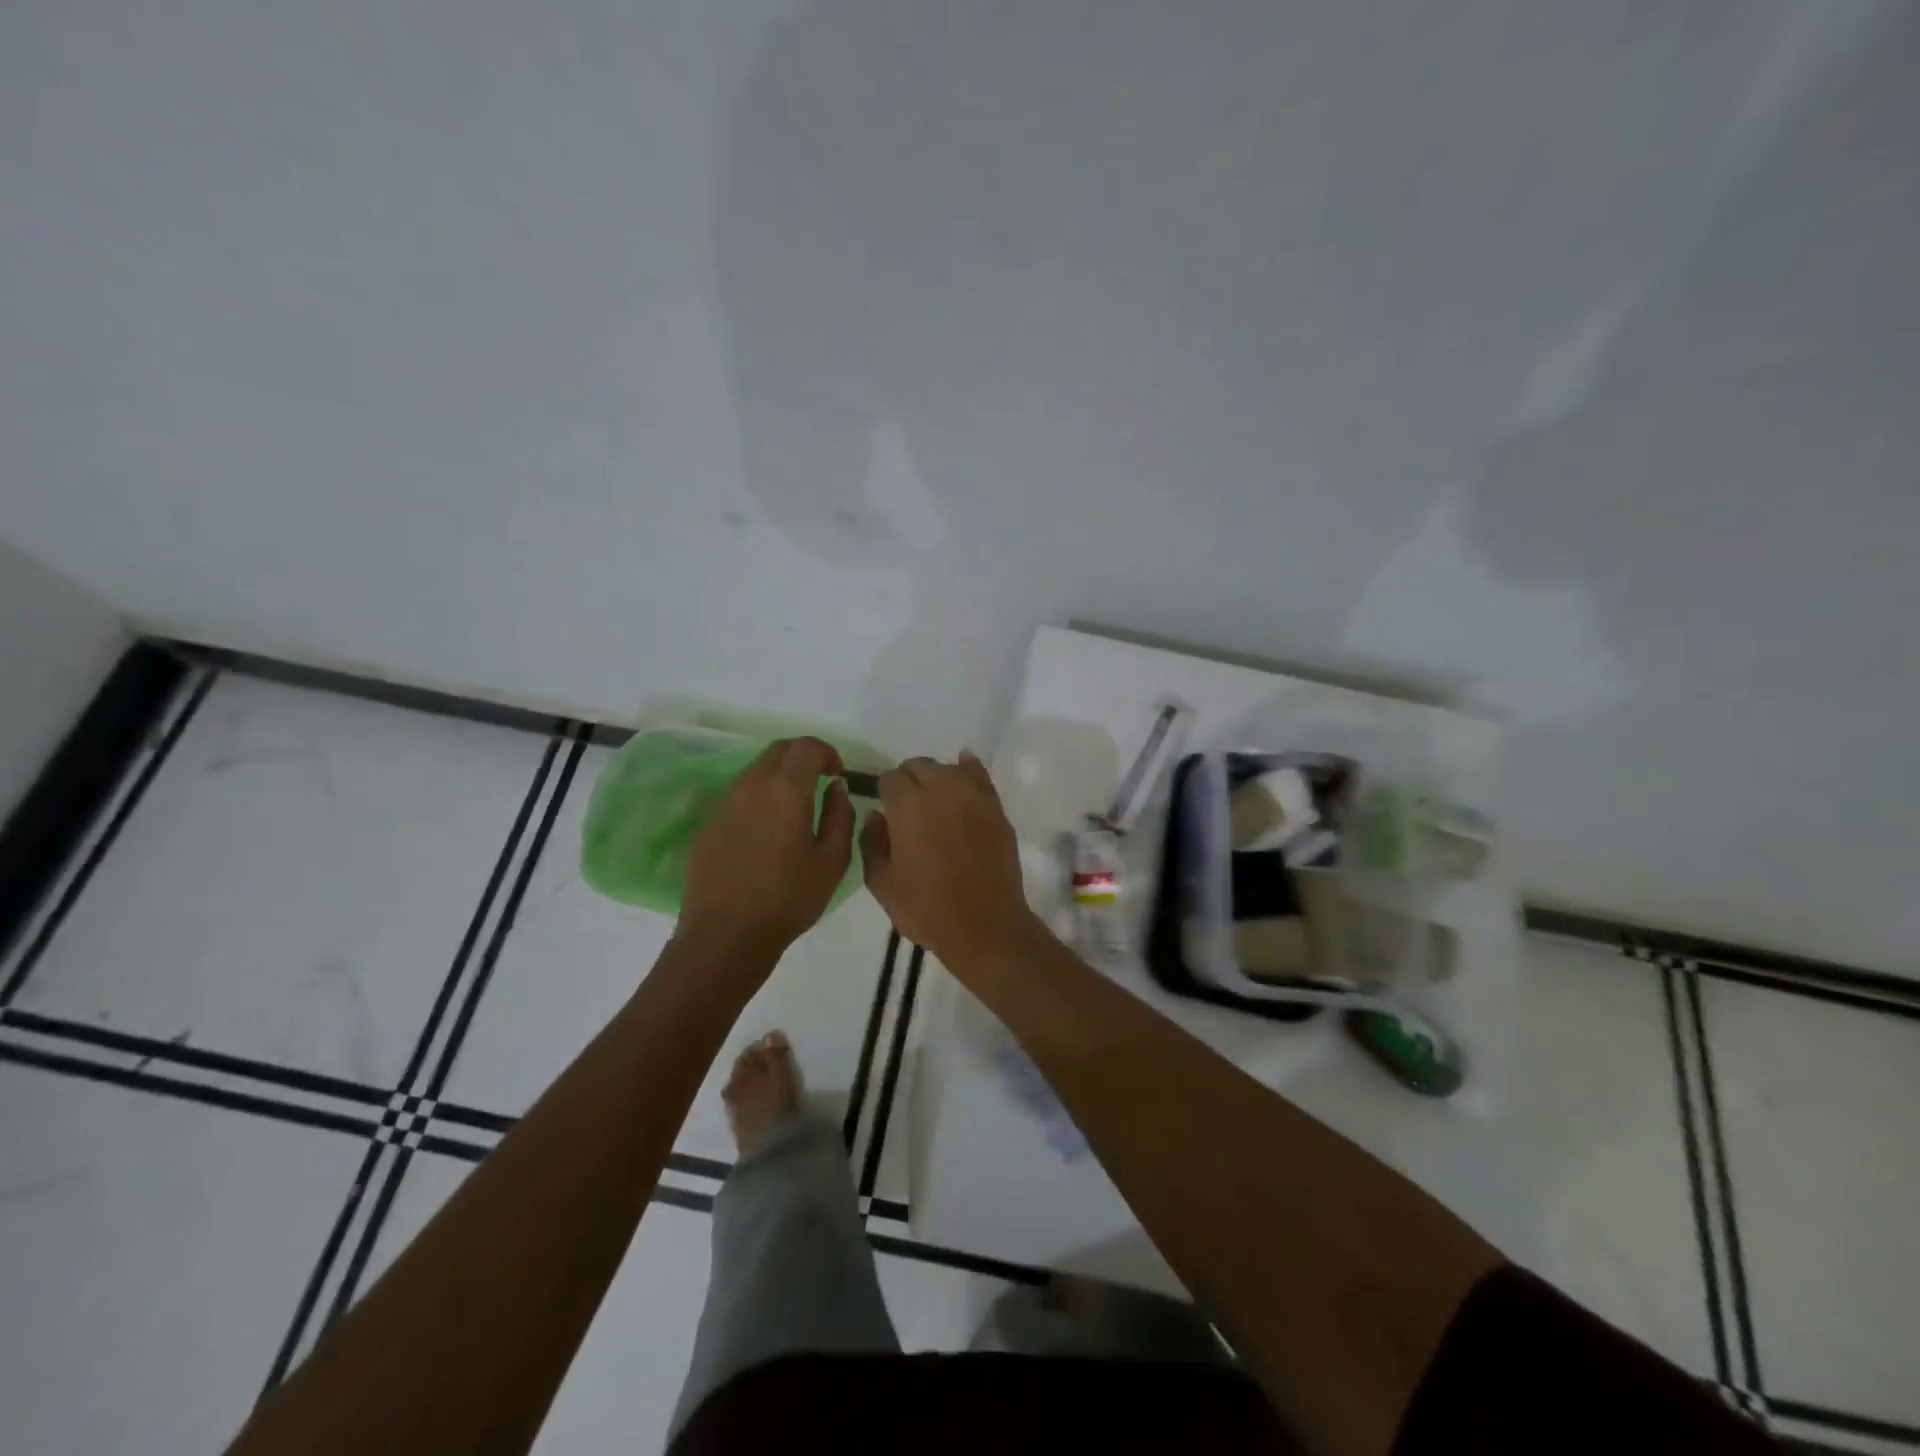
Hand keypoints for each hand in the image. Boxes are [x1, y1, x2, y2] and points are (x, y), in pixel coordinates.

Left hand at [678, 737, 854, 968]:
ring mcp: (724, 803)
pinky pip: (739, 795)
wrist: (725, 935)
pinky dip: (759, 798)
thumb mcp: (833, 861)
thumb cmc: (788, 899)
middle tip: (819, 783)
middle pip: (778, 750)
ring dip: (779, 777)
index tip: (838, 776)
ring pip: (756, 770)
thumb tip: (836, 788)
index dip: (827, 753)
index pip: (807, 746)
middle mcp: (751, 786)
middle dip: (803, 757)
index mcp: (786, 790)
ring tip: (794, 809)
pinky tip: (766, 832)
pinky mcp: (708, 823)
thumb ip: (841, 815)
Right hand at [861, 751, 1042, 970]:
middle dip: (909, 780)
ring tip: (935, 799)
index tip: (887, 810)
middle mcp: (940, 790)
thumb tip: (875, 816)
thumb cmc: (926, 909)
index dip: (885, 791)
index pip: (891, 777)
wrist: (984, 925)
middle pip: (919, 766)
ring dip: (937, 777)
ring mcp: (973, 796)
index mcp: (907, 805)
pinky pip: (980, 775)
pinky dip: (969, 768)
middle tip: (908, 808)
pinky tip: (964, 766)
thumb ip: (871, 842)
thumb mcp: (882, 883)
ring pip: (948, 768)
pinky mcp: (996, 808)